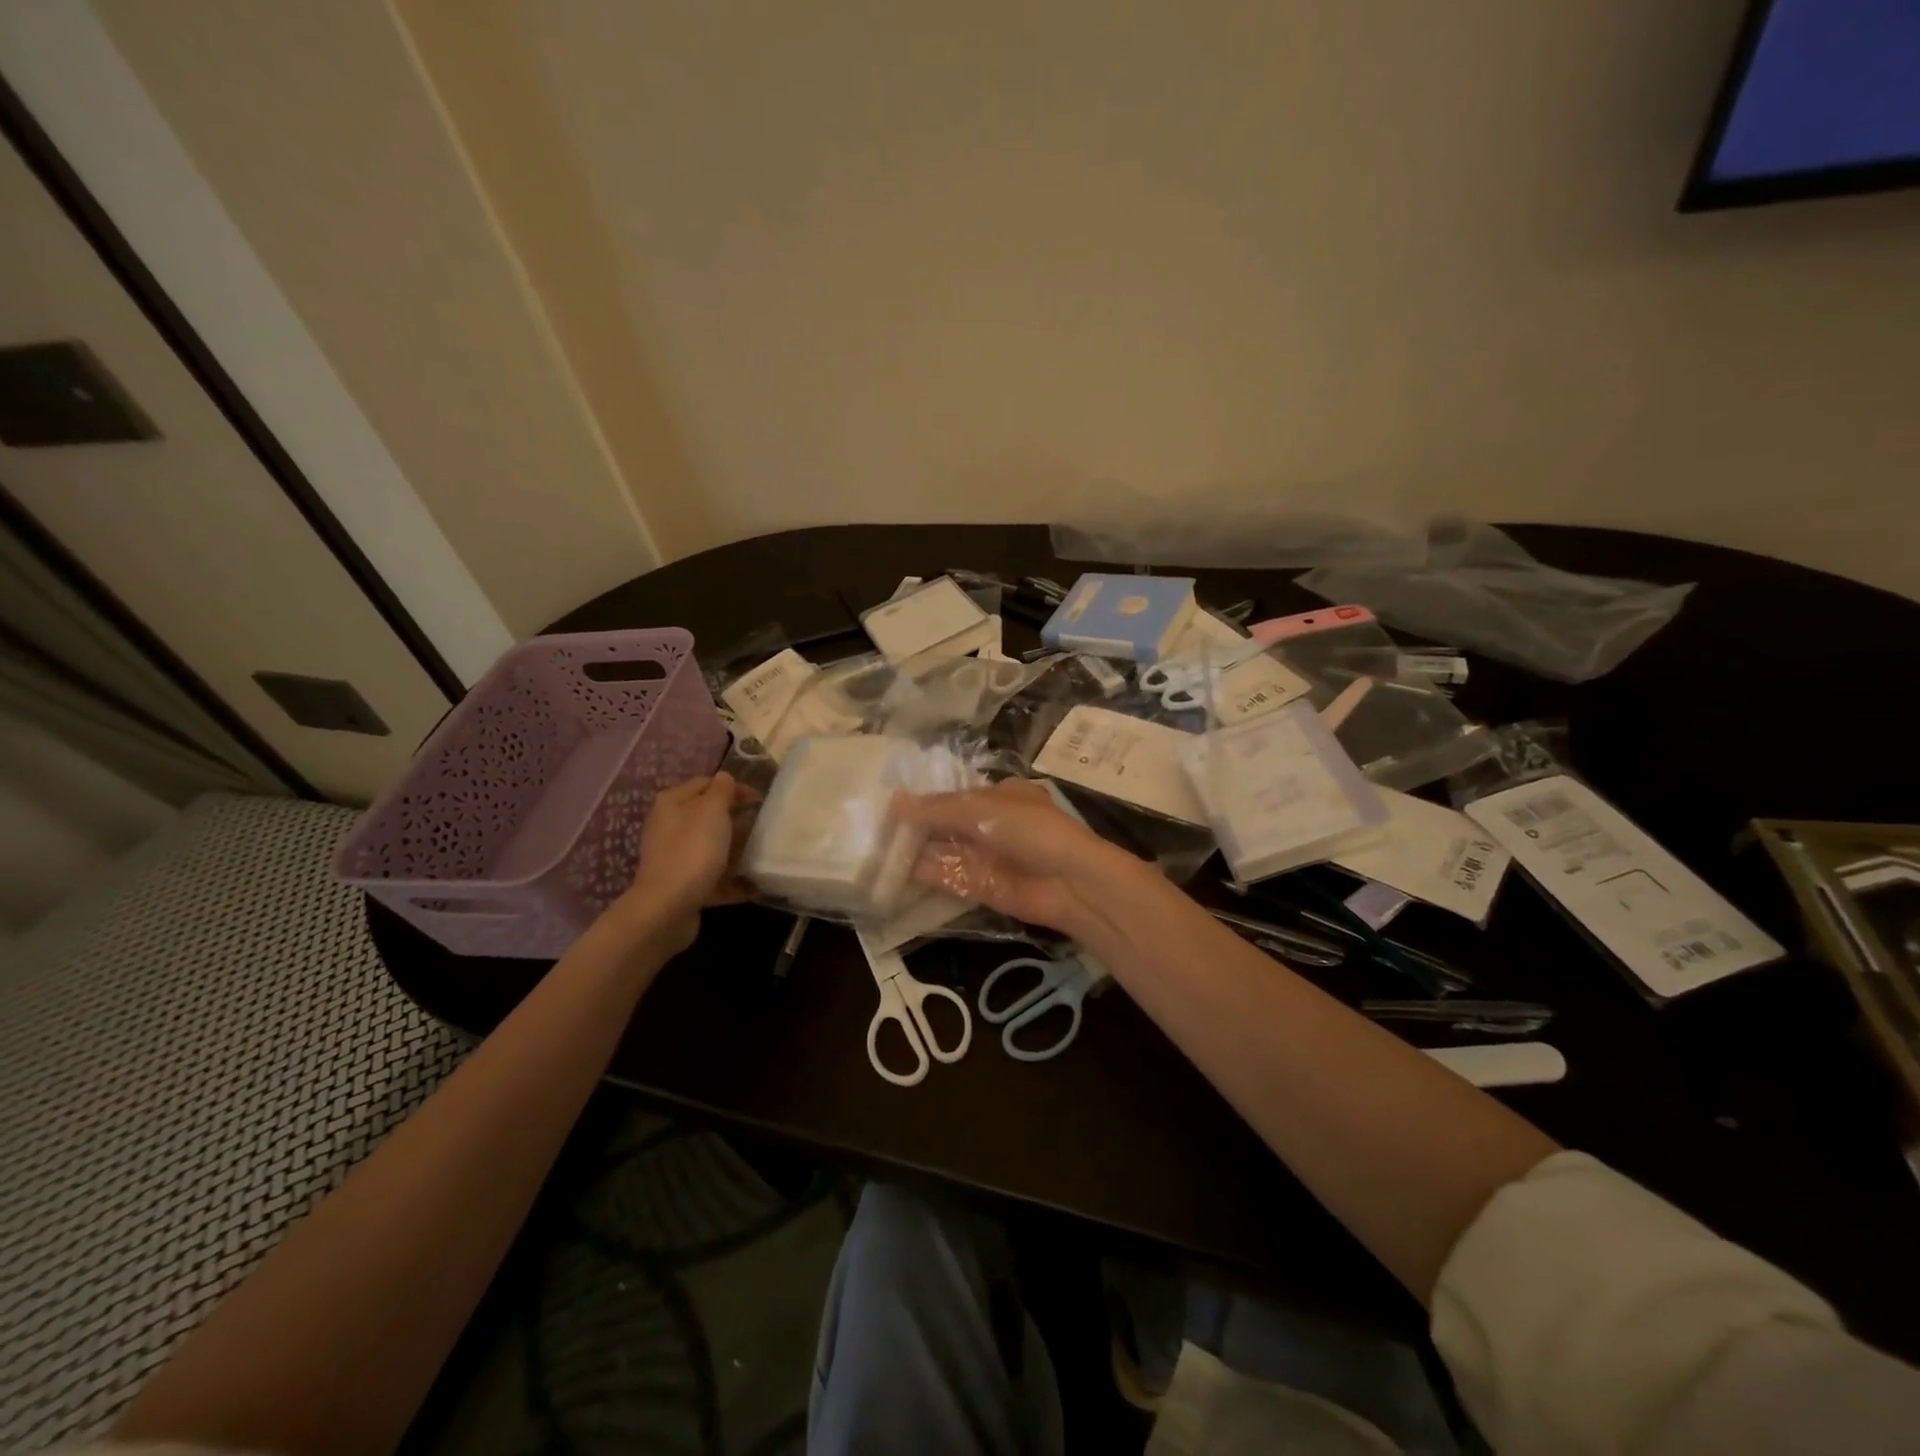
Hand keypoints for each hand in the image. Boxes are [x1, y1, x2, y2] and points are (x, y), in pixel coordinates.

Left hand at [618, 772, 755, 951]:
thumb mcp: (712, 810)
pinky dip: (733, 881)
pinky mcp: (682, 886)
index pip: (705, 784)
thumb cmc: (693, 850)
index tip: (760, 799)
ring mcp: (674, 858)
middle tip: (763, 825)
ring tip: (763, 854)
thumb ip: (722, 790)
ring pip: (711, 848)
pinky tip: (756, 886)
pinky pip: (713, 877)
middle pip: (708, 817)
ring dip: (736, 850)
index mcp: (672, 804)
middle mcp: (668, 828)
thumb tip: (725, 778)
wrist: (667, 908)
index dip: (733, 788)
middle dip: (736, 820)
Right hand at [896, 779, 1151, 942]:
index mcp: (999, 796)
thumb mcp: (983, 810)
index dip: (926, 797)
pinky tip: (892, 868)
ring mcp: (985, 856)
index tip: (890, 799)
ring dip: (914, 848)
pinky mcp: (979, 885)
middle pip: (946, 822)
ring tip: (873, 845)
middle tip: (873, 823)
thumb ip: (938, 808)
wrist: (1068, 881)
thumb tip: (896, 802)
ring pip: (943, 850)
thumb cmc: (1030, 829)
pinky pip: (946, 875)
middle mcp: (991, 824)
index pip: (955, 794)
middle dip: (916, 824)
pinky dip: (922, 872)